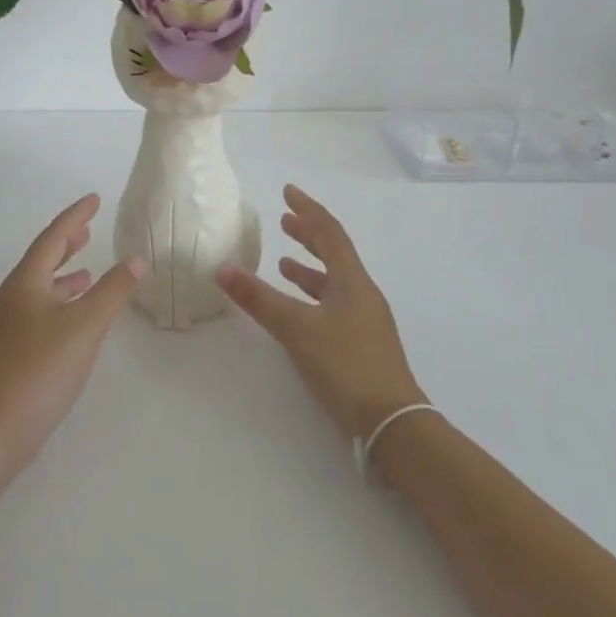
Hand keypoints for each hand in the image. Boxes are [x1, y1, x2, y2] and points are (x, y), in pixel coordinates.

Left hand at [0, 194, 141, 481]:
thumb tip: (136, 260)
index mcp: (25, 282)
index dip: (75, 217)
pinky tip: (77, 315)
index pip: (53, 237)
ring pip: (42, 286)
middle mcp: (13, 296)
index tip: (94, 199)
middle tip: (88, 228)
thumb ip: (113, 291)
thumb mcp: (85, 326)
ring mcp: (10, 324)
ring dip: (65, 274)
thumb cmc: (41, 369)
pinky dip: (62, 301)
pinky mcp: (14, 349)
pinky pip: (42, 309)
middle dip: (67, 242)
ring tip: (89, 269)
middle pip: (43, 259)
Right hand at [216, 185, 428, 439]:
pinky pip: (333, 304)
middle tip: (284, 221)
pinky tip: (298, 309)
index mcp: (352, 281)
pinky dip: (313, 296)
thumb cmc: (346, 365)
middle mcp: (362, 293)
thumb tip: (222, 269)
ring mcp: (365, 320)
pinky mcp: (361, 344)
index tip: (288, 192)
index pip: (330, 232)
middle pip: (335, 253)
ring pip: (334, 281)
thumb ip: (259, 299)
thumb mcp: (296, 329)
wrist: (393, 424)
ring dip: (310, 267)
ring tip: (283, 263)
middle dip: (309, 235)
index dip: (308, 210)